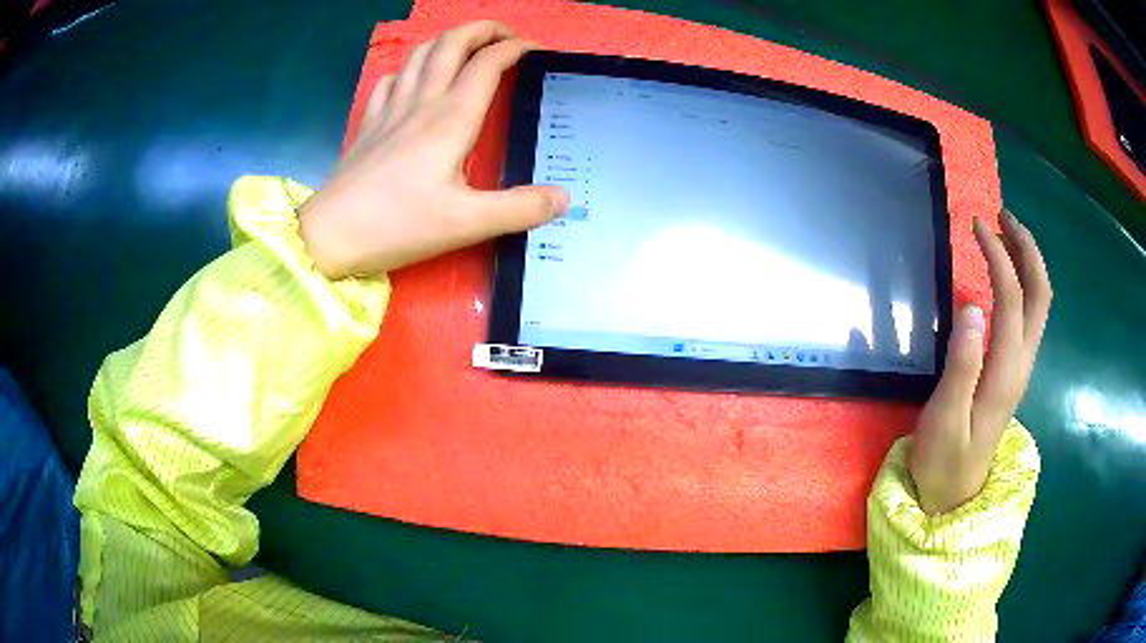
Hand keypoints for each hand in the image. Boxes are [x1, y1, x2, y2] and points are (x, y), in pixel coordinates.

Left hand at [298, 21, 568, 279]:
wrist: (330, 235)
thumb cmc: (398, 225)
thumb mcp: (467, 223)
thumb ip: (519, 209)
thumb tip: (563, 199)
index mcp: (451, 118)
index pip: (487, 64)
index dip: (514, 49)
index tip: (534, 49)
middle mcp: (421, 103)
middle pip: (451, 44)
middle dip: (482, 29)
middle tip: (505, 36)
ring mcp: (390, 109)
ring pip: (420, 54)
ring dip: (447, 40)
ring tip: (466, 47)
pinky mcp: (368, 123)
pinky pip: (391, 79)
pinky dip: (409, 67)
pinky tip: (414, 79)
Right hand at [910, 210, 1051, 514]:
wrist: (953, 495)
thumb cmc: (944, 461)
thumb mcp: (944, 420)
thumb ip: (961, 366)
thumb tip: (972, 307)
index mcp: (1006, 372)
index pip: (1011, 299)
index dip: (998, 257)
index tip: (976, 227)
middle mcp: (1022, 362)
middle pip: (1040, 295)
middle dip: (1027, 249)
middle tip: (1003, 216)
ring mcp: (1021, 367)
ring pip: (1039, 303)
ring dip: (1028, 262)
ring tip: (1005, 233)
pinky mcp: (1014, 370)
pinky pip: (1029, 315)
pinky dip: (1023, 283)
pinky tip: (1006, 275)